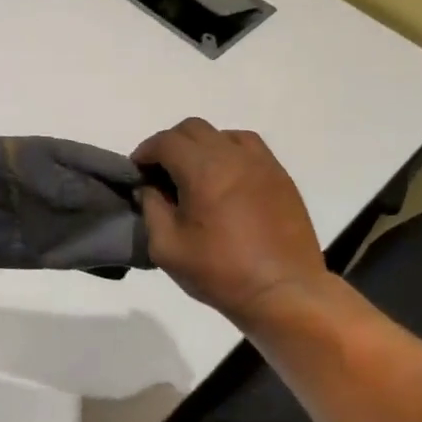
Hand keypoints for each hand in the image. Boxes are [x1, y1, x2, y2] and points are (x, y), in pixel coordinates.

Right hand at [134, 119, 330, 330]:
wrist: (285, 292)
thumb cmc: (221, 272)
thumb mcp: (168, 247)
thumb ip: (151, 209)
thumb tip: (148, 188)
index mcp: (203, 169)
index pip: (166, 141)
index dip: (145, 152)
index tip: (137, 172)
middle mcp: (233, 155)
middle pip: (193, 129)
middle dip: (170, 145)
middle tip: (162, 174)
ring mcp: (262, 163)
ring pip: (223, 134)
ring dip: (202, 147)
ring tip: (196, 176)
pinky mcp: (280, 176)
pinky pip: (249, 148)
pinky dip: (229, 154)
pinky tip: (226, 181)